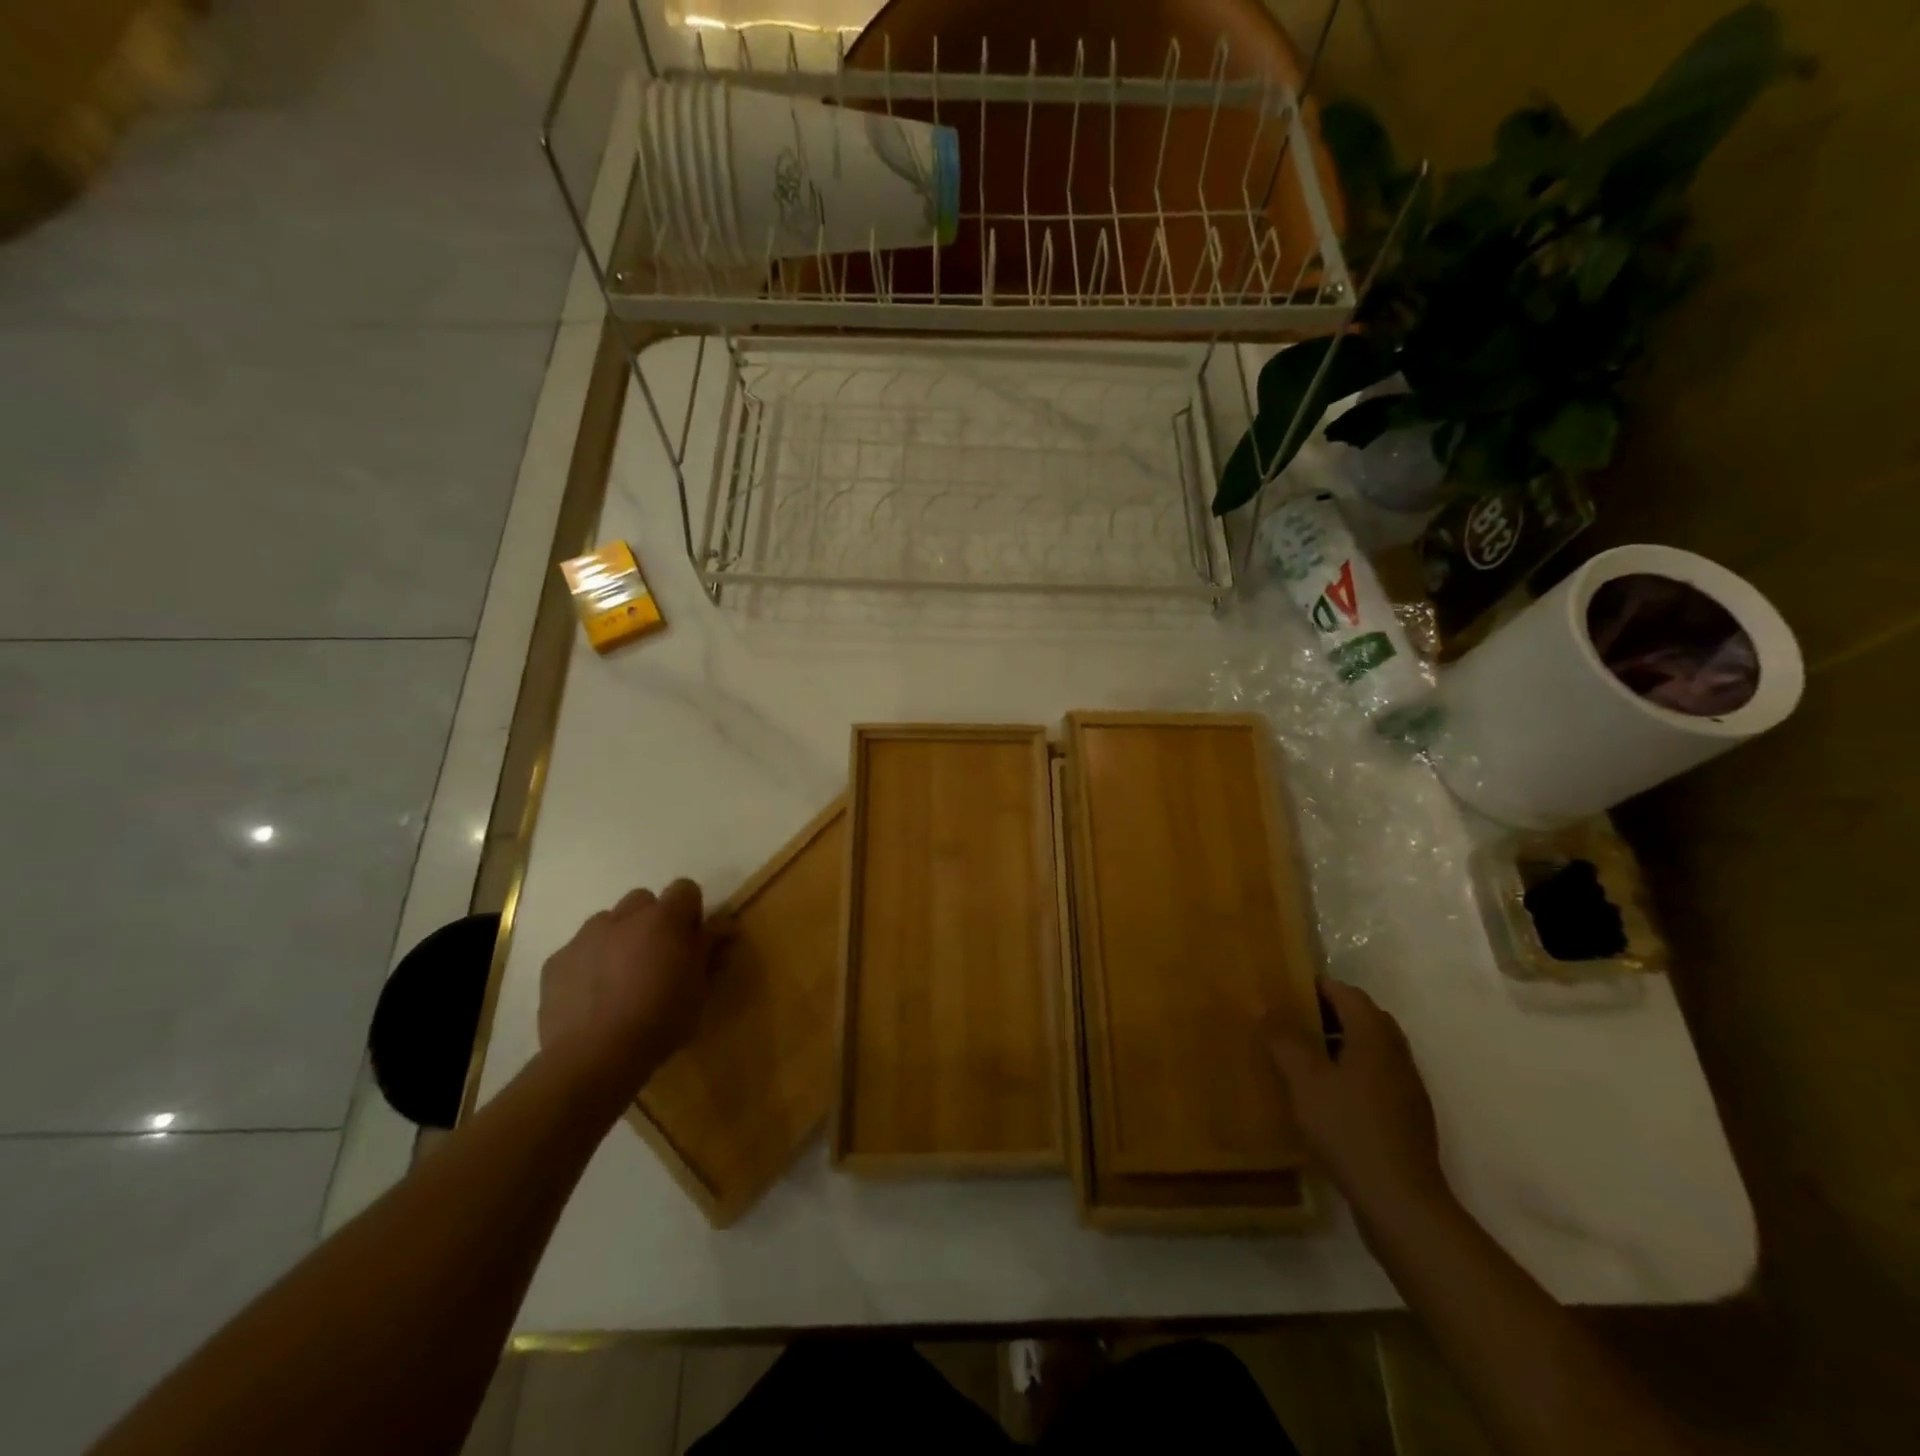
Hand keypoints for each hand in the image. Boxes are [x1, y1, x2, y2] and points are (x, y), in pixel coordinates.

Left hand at [538, 880, 720, 1099]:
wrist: (593, 1058)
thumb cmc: (660, 1021)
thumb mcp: (699, 988)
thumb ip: (709, 949)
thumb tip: (724, 925)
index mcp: (664, 919)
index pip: (685, 889)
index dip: (690, 911)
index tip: (691, 940)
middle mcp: (623, 918)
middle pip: (643, 901)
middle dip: (652, 921)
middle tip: (656, 958)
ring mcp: (584, 937)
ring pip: (607, 923)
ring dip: (619, 939)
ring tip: (620, 979)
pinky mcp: (555, 963)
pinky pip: (578, 951)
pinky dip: (588, 964)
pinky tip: (592, 998)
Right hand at [1266, 979, 1449, 1221]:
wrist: (1400, 1202)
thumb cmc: (1348, 1129)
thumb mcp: (1305, 1080)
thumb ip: (1284, 1039)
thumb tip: (1263, 1003)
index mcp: (1374, 1036)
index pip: (1347, 993)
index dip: (1316, 986)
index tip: (1284, 990)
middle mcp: (1396, 1054)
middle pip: (1363, 1018)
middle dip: (1328, 1013)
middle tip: (1290, 1020)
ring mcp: (1406, 1088)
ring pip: (1370, 1049)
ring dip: (1339, 1044)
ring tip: (1301, 1056)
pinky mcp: (1406, 1117)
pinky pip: (1375, 1077)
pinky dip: (1350, 1072)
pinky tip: (1326, 1095)